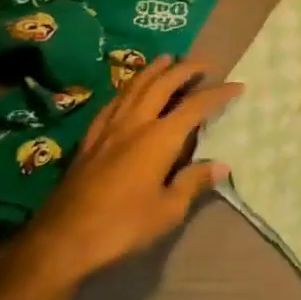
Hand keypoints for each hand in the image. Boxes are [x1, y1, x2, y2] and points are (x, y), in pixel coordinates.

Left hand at [8, 57, 239, 289]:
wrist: (63, 239)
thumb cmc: (122, 226)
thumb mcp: (168, 211)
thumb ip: (194, 182)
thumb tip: (221, 165)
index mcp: (159, 138)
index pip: (195, 106)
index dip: (218, 93)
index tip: (237, 86)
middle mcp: (135, 123)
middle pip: (162, 85)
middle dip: (185, 70)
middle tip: (204, 63)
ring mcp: (109, 128)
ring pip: (134, 87)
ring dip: (154, 70)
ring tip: (167, 59)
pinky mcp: (89, 139)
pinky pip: (113, 102)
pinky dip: (128, 88)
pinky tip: (129, 90)